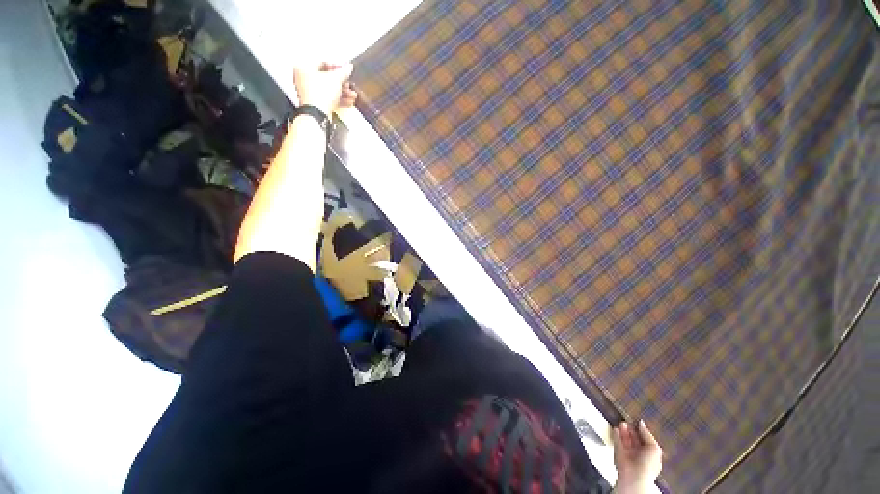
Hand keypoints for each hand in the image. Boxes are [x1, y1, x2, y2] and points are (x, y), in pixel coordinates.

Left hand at [293, 62, 356, 115]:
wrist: (317, 114)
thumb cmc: (319, 94)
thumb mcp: (335, 79)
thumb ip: (343, 72)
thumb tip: (348, 67)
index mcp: (304, 67)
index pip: (323, 62)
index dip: (336, 66)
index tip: (345, 70)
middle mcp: (303, 79)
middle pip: (326, 78)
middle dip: (341, 82)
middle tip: (348, 84)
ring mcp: (309, 93)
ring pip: (329, 90)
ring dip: (342, 92)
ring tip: (352, 95)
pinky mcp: (315, 104)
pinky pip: (328, 99)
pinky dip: (338, 100)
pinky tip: (348, 102)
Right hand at [612, 420, 662, 493]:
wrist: (634, 476)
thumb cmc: (648, 466)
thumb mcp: (654, 448)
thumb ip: (647, 435)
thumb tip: (641, 423)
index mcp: (650, 454)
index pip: (646, 440)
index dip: (642, 431)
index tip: (638, 422)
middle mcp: (639, 454)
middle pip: (635, 439)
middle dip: (632, 430)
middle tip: (628, 421)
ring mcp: (628, 453)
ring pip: (625, 439)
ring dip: (623, 431)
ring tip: (622, 423)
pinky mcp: (618, 452)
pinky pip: (616, 441)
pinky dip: (616, 434)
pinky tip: (615, 428)